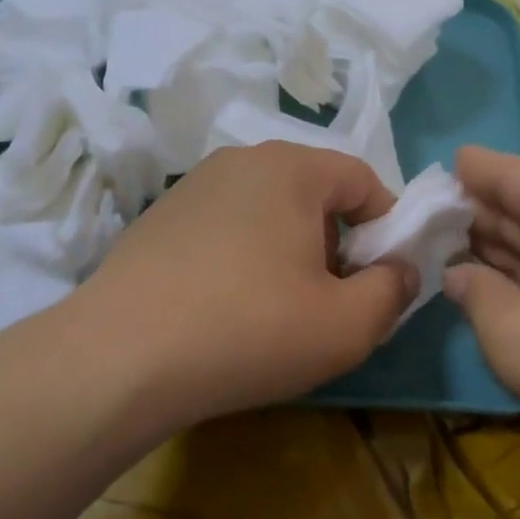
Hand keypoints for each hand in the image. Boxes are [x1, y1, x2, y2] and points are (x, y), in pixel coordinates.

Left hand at [72, 142, 415, 428]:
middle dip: (336, 243)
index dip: (385, 229)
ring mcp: (193, 186)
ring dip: (290, 251)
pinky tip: (226, 308)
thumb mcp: (347, 325)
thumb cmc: (249, 330)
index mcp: (291, 167)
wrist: (119, 358)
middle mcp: (241, 160)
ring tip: (276, 310)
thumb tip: (400, 271)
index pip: (363, 180)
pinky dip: (244, 257)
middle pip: (314, 193)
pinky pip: (226, 227)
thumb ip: (394, 291)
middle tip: (329, 300)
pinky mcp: (159, 218)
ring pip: (269, 210)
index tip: (379, 280)